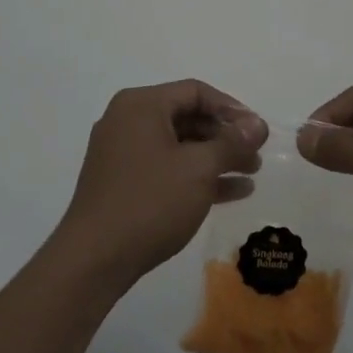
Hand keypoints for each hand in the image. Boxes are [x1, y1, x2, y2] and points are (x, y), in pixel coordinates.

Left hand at [56, 80, 266, 289]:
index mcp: (141, 105)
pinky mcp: (122, 183)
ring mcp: (122, 154)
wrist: (94, 259)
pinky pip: (167, 168)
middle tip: (256, 155)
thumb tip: (259, 124)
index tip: (258, 131)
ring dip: (216, 158)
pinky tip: (231, 193)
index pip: (195, 92)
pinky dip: (196, 176)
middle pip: (187, 118)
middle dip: (225, 137)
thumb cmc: (150, 201)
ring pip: (179, 146)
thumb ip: (232, 142)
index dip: (232, 109)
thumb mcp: (199, 168)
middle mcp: (128, 121)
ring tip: (251, 174)